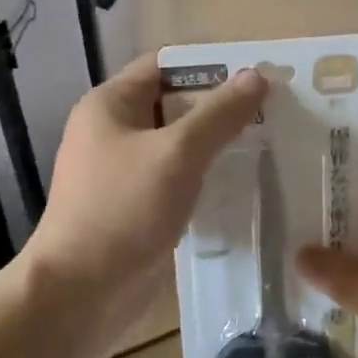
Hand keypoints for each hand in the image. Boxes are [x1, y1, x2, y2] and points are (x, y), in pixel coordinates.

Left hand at [24, 55, 266, 348]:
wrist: (81, 293)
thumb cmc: (123, 209)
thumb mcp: (176, 153)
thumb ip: (218, 114)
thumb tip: (256, 76)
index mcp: (110, 105)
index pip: (165, 65)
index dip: (211, 65)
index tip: (257, 74)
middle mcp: (114, 131)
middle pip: (174, 104)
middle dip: (222, 106)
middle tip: (275, 111)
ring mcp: (125, 172)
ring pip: (179, 145)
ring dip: (218, 144)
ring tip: (271, 143)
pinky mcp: (138, 207)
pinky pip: (178, 180)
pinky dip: (207, 177)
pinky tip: (245, 183)